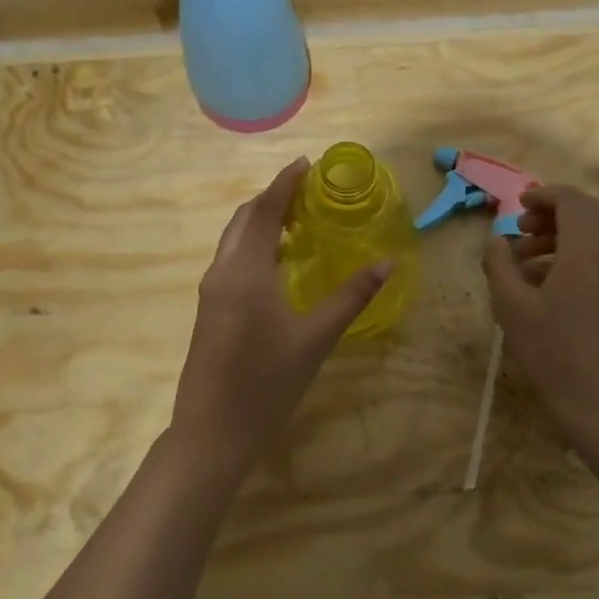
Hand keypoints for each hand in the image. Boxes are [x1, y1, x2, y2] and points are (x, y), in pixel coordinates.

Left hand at [170, 157, 390, 470]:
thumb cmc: (267, 384)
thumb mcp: (316, 339)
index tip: (306, 163)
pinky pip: (232, 261)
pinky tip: (279, 262)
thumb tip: (387, 262)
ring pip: (234, 241)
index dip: (284, 183)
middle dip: (272, 198)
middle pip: (243, 220)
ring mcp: (212, 293)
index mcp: (245, 272)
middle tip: (307, 190)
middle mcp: (222, 273)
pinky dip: (254, 246)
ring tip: (298, 220)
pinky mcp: (210, 311)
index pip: (262, 211)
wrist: (212, 434)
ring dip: (261, 222)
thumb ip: (351, 296)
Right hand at [482, 185, 598, 443]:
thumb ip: (499, 265)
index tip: (517, 207)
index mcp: (587, 249)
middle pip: (588, 212)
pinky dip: (576, 254)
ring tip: (526, 261)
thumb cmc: (554, 353)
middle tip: (521, 231)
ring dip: (562, 235)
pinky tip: (546, 283)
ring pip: (597, 234)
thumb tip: (495, 240)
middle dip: (553, 214)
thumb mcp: (512, 308)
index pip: (571, 200)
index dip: (543, 196)